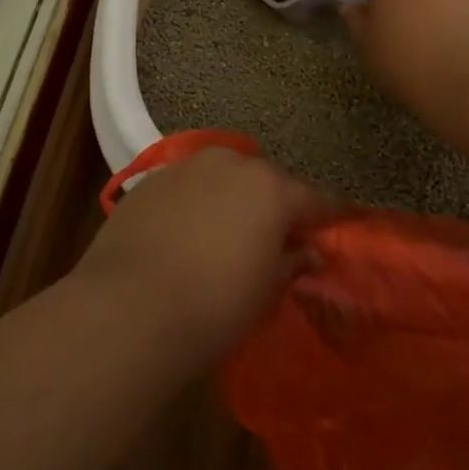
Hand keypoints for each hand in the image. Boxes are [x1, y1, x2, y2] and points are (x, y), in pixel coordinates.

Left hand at [72, 149, 332, 363]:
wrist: (129, 306)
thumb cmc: (215, 305)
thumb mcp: (266, 290)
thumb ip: (292, 262)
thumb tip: (310, 251)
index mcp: (271, 187)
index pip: (316, 197)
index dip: (330, 214)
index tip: (339, 225)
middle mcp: (231, 164)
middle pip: (267, 180)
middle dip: (277, 203)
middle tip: (278, 236)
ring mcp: (187, 167)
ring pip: (224, 177)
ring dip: (233, 198)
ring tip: (230, 232)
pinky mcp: (150, 179)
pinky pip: (188, 187)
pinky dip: (197, 203)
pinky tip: (188, 233)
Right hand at [342, 0, 468, 126]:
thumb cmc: (405, 59)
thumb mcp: (367, 47)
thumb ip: (356, 22)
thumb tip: (351, 7)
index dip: (369, 1)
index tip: (371, 26)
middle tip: (396, 33)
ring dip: (426, 7)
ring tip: (426, 43)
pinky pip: (456, 5)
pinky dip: (451, 19)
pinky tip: (450, 48)